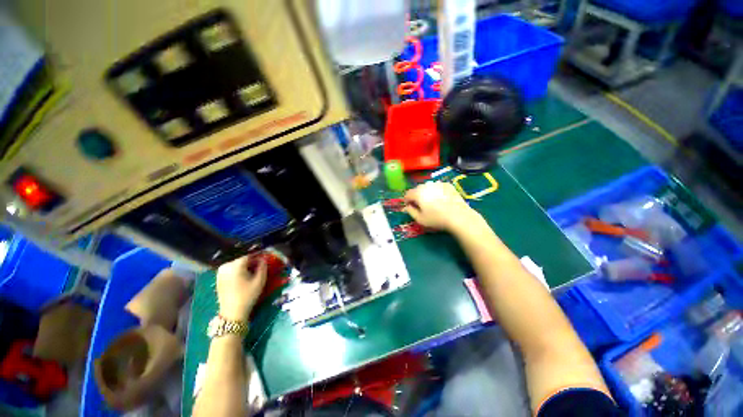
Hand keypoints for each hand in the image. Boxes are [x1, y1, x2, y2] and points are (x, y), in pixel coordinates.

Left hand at [216, 254, 266, 321]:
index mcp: (235, 265)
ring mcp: (220, 272)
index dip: (258, 256)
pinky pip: (231, 269)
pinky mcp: (219, 277)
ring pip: (237, 264)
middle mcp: (226, 266)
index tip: (265, 258)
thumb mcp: (260, 280)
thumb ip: (263, 266)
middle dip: (251, 261)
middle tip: (260, 266)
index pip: (249, 255)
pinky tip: (244, 277)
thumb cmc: (248, 295)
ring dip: (245, 266)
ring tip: (253, 272)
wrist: (232, 312)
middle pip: (242, 259)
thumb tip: (264, 258)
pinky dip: (238, 270)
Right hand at [404, 182, 481, 232]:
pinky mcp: (447, 185)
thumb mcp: (420, 219)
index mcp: (418, 193)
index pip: (407, 194)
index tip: (410, 207)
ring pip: (427, 187)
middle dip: (416, 196)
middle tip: (421, 206)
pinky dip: (436, 192)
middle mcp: (426, 185)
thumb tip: (406, 207)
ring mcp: (438, 184)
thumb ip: (410, 211)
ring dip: (426, 193)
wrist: (459, 216)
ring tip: (432, 203)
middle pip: (417, 189)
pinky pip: (437, 187)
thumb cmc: (437, 219)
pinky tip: (441, 200)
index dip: (407, 201)